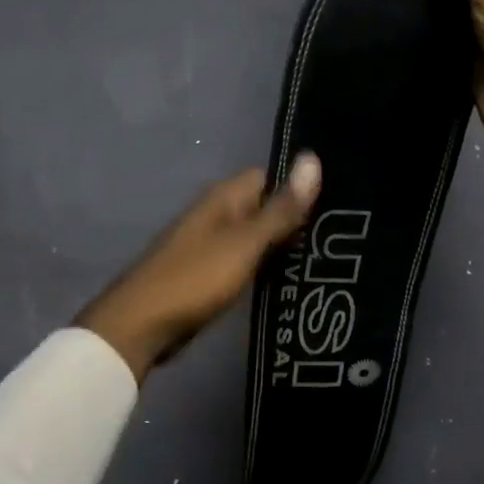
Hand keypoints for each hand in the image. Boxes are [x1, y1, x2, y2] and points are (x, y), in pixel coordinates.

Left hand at [76, 154, 322, 380]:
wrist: (140, 327)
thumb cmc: (195, 278)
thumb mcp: (246, 243)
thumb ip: (281, 208)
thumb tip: (313, 157)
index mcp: (225, 197)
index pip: (271, 176)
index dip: (302, 186)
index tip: (338, 203)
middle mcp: (218, 214)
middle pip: (266, 206)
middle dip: (298, 218)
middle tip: (342, 236)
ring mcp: (212, 245)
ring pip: (258, 236)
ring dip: (284, 245)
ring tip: (329, 258)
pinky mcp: (209, 274)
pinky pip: (247, 261)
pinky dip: (267, 267)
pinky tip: (294, 279)